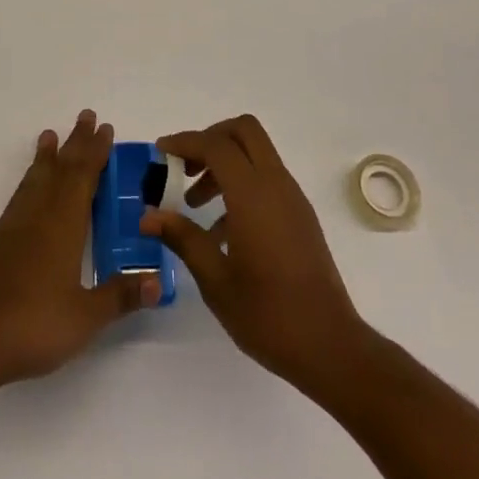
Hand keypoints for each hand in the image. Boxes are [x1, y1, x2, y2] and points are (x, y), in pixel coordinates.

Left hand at [0, 110, 159, 391]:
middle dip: (75, 142)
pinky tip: (26, 195)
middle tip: (85, 115)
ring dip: (46, 156)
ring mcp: (10, 227)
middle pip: (60, 169)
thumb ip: (120, 296)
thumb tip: (158, 281)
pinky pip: (16, 200)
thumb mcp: (85, 317)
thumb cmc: (34, 324)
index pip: (84, 177)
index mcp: (64, 225)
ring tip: (49, 136)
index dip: (96, 152)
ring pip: (33, 180)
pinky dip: (26, 185)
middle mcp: (38, 215)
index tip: (105, 128)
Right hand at [142, 114, 369, 394]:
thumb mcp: (216, 280)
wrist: (330, 347)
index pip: (216, 145)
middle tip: (184, 167)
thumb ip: (183, 238)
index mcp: (253, 195)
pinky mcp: (300, 214)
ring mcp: (292, 197)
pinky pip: (266, 177)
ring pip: (256, 152)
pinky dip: (241, 183)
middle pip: (243, 131)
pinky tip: (222, 230)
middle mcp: (276, 184)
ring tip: (194, 204)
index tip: (160, 153)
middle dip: (210, 139)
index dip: (186, 142)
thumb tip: (148, 216)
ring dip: (224, 163)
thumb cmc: (268, 316)